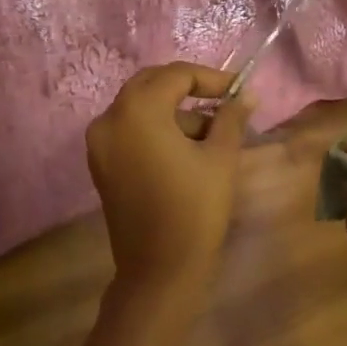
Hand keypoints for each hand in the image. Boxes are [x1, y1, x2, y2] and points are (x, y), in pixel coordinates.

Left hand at [87, 63, 250, 291]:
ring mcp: (99, 143)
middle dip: (189, 90)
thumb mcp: (220, 158)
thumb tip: (247, 95)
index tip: (239, 91)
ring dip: (174, 113)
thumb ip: (231, 118)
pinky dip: (156, 130)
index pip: (176, 75)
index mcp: (137, 111)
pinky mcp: (100, 164)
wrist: (159, 270)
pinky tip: (186, 151)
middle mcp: (109, 118)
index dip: (211, 78)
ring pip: (140, 109)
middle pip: (151, 85)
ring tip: (212, 137)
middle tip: (223, 104)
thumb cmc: (195, 209)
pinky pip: (129, 131)